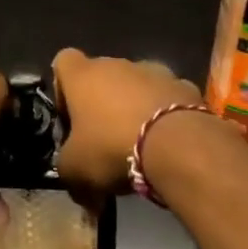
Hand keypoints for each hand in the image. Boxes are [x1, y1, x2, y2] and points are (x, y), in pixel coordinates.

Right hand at [52, 49, 204, 204]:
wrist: (178, 145)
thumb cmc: (112, 148)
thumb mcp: (75, 169)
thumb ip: (68, 170)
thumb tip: (78, 187)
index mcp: (82, 75)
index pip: (63, 61)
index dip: (63, 88)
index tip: (71, 118)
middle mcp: (115, 64)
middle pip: (102, 75)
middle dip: (102, 102)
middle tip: (105, 139)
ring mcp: (153, 70)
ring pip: (137, 85)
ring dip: (135, 106)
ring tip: (142, 143)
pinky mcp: (184, 86)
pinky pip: (168, 98)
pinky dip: (166, 114)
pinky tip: (169, 143)